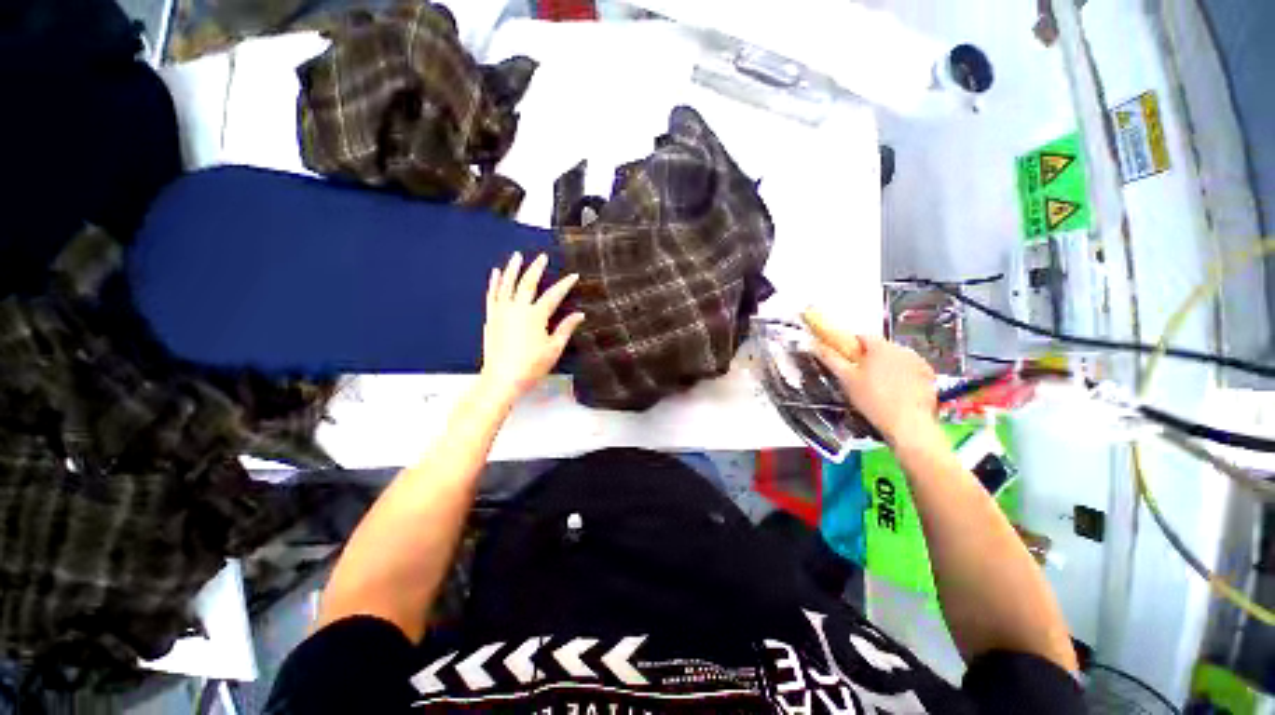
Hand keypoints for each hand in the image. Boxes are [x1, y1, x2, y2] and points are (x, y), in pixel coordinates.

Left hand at [480, 252, 584, 401]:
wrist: (502, 378)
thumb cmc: (531, 366)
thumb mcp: (554, 348)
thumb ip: (566, 328)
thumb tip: (579, 314)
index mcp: (536, 316)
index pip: (554, 295)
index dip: (565, 284)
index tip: (573, 276)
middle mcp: (518, 308)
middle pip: (528, 283)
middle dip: (536, 268)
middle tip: (542, 257)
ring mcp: (502, 311)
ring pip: (507, 284)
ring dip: (512, 269)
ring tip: (517, 256)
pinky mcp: (491, 317)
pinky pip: (492, 295)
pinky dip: (494, 283)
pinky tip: (495, 274)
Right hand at [803, 308, 937, 444]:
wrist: (908, 424)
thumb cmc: (872, 400)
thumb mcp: (846, 379)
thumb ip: (830, 358)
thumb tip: (813, 344)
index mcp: (879, 346)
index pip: (861, 337)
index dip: (851, 347)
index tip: (846, 361)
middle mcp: (901, 348)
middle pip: (879, 347)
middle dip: (869, 358)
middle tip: (860, 377)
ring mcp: (918, 361)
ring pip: (895, 358)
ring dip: (886, 366)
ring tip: (878, 387)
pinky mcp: (928, 375)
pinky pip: (910, 369)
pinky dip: (902, 375)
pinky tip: (896, 392)